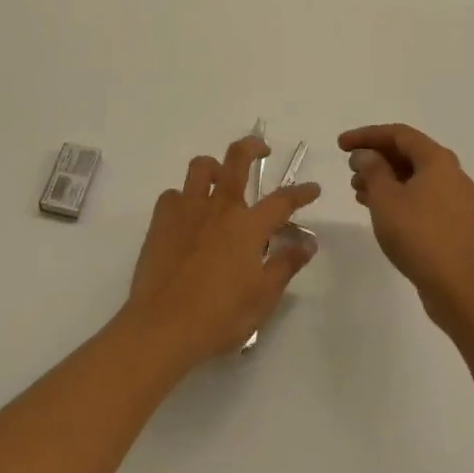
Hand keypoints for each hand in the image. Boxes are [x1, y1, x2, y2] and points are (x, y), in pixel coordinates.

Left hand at [126, 134, 320, 362]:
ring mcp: (187, 210)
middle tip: (262, 150)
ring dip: (214, 167)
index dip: (301, 192)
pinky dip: (183, 198)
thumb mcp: (263, 297)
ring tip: (219, 178)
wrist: (162, 326)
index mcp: (248, 226)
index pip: (282, 200)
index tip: (313, 188)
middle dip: (253, 147)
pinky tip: (187, 215)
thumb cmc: (219, 316)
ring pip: (200, 167)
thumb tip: (308, 242)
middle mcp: (219, 208)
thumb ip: (286, 264)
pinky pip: (173, 195)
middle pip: (237, 159)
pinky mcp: (160, 221)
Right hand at [340, 124, 473, 324]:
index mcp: (437, 160)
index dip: (367, 135)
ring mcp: (454, 197)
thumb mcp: (385, 198)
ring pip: (412, 175)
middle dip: (375, 156)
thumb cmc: (417, 235)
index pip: (398, 134)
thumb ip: (372, 169)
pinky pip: (420, 194)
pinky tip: (375, 207)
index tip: (341, 145)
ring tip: (356, 189)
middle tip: (349, 168)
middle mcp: (450, 172)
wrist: (456, 286)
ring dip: (383, 177)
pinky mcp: (451, 219)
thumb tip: (367, 155)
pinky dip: (396, 194)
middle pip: (407, 153)